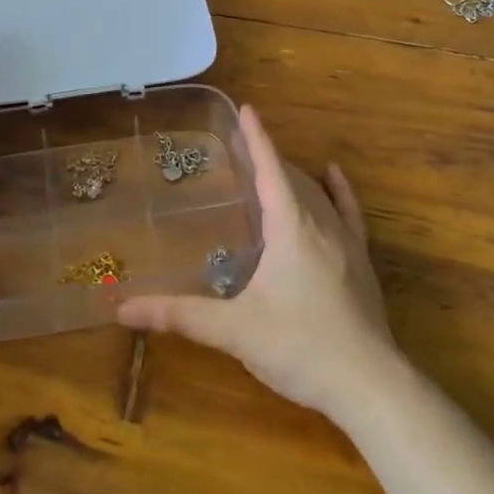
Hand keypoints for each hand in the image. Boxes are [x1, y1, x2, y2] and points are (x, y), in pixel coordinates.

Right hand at [119, 106, 403, 422]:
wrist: (370, 385)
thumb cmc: (299, 346)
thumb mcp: (234, 331)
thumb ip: (180, 316)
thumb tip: (123, 309)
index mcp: (290, 227)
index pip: (270, 169)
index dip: (257, 138)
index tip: (246, 108)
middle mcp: (320, 224)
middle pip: (291, 178)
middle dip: (268, 158)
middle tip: (241, 148)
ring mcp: (346, 242)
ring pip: (317, 193)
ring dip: (293, 175)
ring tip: (272, 166)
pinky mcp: (361, 262)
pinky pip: (349, 212)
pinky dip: (338, 190)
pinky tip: (332, 176)